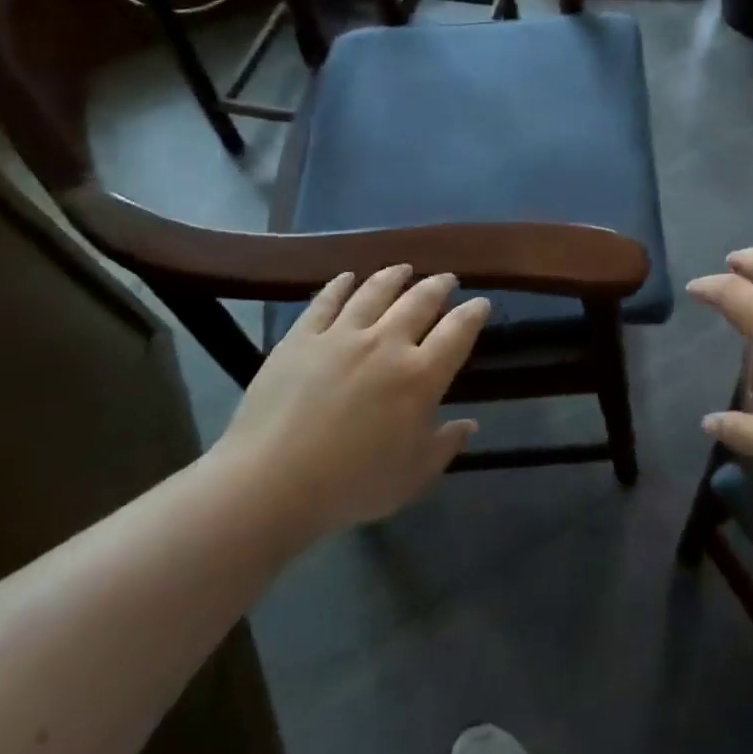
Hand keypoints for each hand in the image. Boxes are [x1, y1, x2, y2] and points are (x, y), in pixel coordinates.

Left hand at [215, 265, 490, 539]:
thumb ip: (445, 445)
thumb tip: (470, 425)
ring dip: (393, 276)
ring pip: (374, 292)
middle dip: (438, 286)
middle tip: (447, 279)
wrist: (271, 484)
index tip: (481, 303)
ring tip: (403, 268)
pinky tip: (347, 277)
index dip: (474, 313)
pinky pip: (325, 301)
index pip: (458, 331)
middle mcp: (386, 343)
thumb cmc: (352, 485)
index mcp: (421, 376)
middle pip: (419, 301)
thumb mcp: (413, 476)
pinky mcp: (300, 338)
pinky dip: (340, 285)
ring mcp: (340, 336)